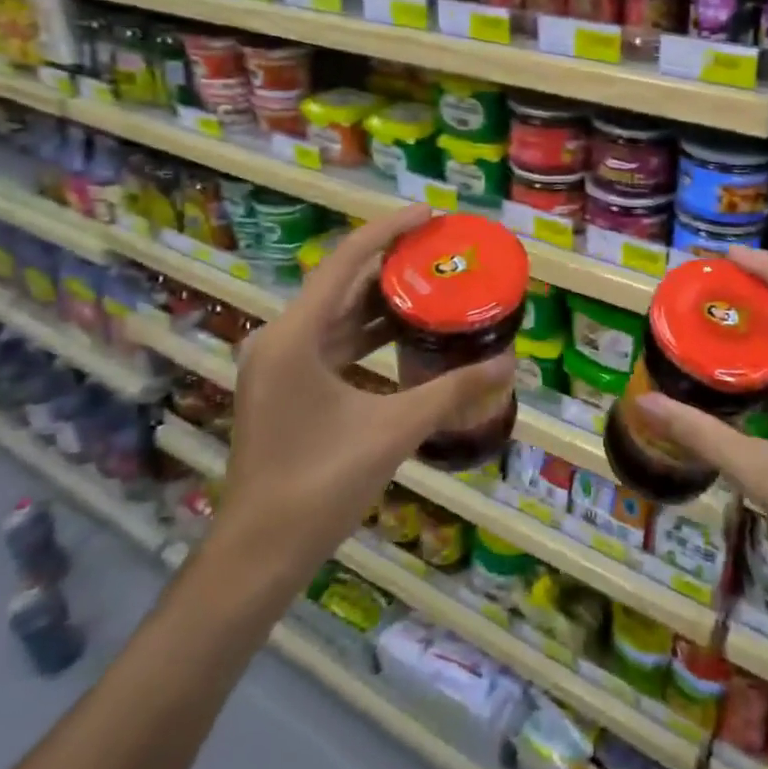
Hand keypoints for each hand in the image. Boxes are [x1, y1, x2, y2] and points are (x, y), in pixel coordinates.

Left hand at [214, 204, 513, 574]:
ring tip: (433, 285)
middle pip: (342, 284)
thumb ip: (452, 392)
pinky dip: (369, 335)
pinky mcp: (286, 387)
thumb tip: (509, 364)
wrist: (258, 554)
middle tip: (442, 252)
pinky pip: (333, 343)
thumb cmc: (320, 485)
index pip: (346, 261)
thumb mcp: (393, 431)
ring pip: (337, 315)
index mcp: (295, 335)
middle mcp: (281, 339)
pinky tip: (407, 337)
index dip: (389, 231)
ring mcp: (280, 365)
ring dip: (381, 301)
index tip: (431, 214)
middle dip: (392, 265)